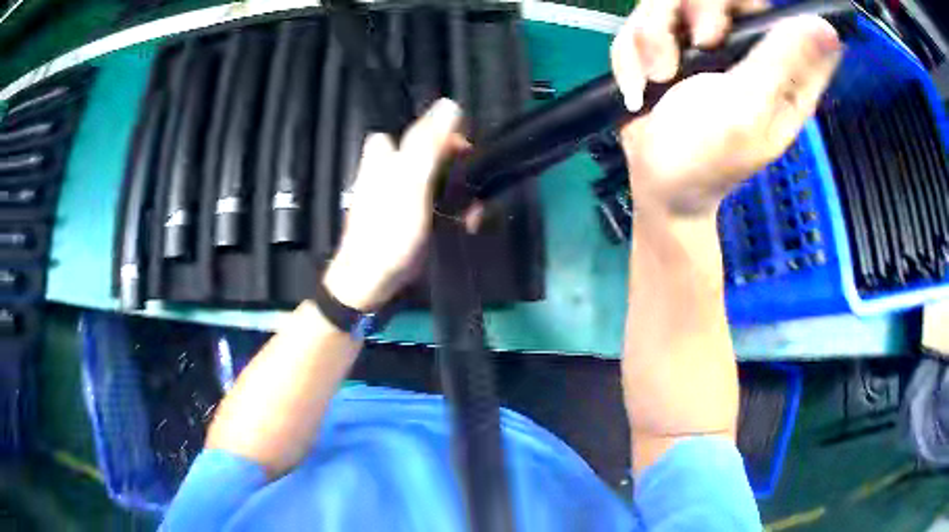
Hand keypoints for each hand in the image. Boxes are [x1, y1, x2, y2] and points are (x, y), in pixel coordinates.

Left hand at [323, 98, 464, 311]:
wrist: (370, 284)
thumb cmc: (387, 233)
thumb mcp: (410, 184)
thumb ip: (428, 145)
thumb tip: (451, 104)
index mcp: (386, 153)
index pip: (424, 128)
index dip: (449, 136)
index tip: (468, 154)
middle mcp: (392, 167)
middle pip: (435, 152)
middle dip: (460, 167)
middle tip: (474, 189)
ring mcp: (401, 192)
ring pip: (440, 177)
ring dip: (461, 191)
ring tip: (472, 214)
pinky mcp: (410, 213)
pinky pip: (439, 200)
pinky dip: (454, 208)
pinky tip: (465, 223)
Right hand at [611, 1, 842, 217]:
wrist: (654, 183)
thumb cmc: (705, 156)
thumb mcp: (750, 110)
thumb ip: (782, 61)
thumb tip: (826, 27)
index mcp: (781, 70)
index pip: (781, 13)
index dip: (753, 5)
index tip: (731, 26)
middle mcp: (745, 50)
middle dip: (694, 9)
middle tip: (697, 45)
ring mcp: (703, 46)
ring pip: (671, 0)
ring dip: (653, 34)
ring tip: (658, 76)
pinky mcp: (668, 47)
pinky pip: (642, 21)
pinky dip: (632, 51)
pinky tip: (641, 82)